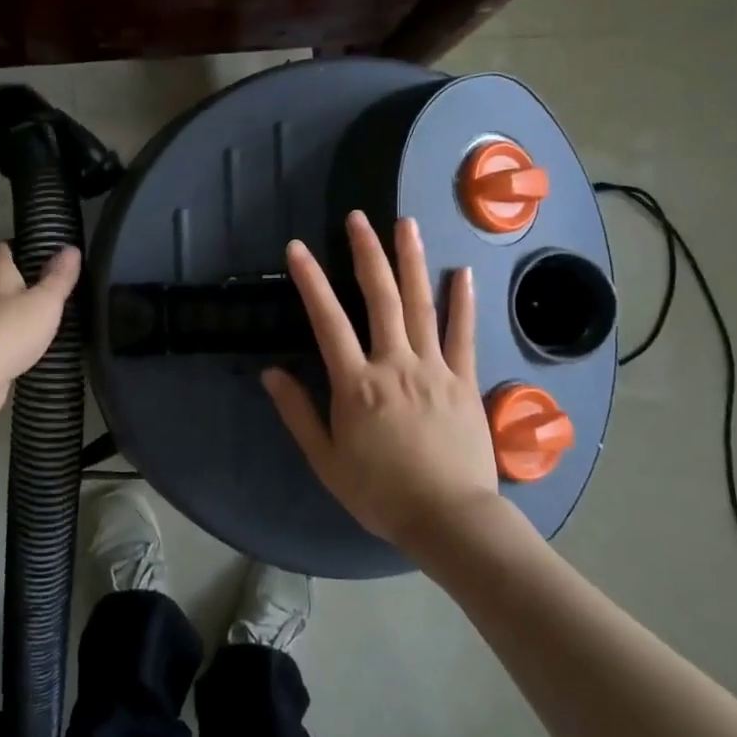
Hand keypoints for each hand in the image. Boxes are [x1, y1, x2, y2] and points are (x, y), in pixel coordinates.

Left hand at [0, 242, 79, 429]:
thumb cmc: (9, 331)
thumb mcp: (45, 301)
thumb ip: (59, 276)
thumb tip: (70, 248)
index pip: (2, 248)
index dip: (21, 247)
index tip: (43, 254)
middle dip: (18, 279)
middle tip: (47, 286)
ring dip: (10, 309)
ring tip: (40, 315)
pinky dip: (5, 335)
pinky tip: (24, 344)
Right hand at [263, 212, 504, 552]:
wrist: (448, 519)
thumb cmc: (380, 493)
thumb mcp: (326, 460)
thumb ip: (298, 413)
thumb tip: (271, 373)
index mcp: (356, 384)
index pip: (327, 320)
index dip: (310, 280)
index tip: (297, 248)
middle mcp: (394, 364)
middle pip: (380, 297)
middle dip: (367, 253)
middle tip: (358, 218)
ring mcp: (434, 368)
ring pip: (422, 304)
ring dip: (412, 262)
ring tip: (405, 225)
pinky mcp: (465, 380)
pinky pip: (464, 334)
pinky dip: (463, 301)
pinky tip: (462, 272)